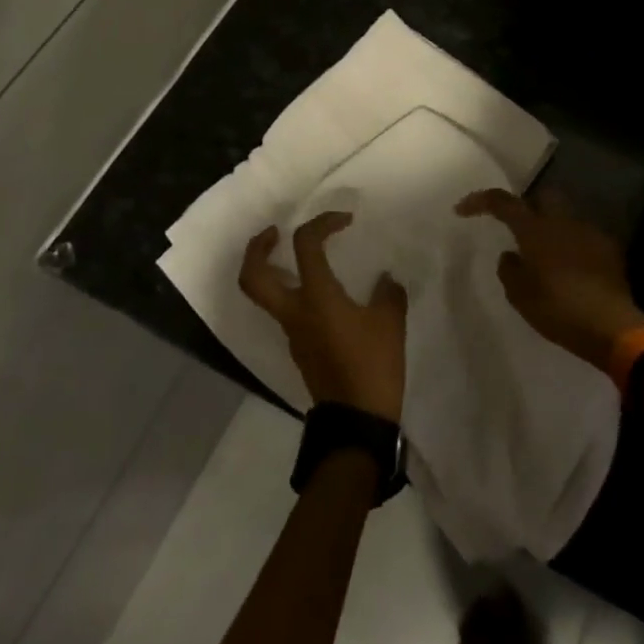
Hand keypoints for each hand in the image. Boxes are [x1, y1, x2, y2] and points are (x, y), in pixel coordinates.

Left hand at [239, 212, 407, 421]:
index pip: (305, 245)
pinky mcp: (299, 347)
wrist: (356, 421)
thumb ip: (388, 293)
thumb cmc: (373, 366)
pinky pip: (284, 311)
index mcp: (316, 297)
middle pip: (253, 276)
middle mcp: (294, 311)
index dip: (322, 223)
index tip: (345, 222)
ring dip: (271, 270)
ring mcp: (292, 332)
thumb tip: (384, 279)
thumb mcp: (390, 323)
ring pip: (264, 295)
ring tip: (298, 258)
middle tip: (274, 233)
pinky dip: (292, 292)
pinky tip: (322, 293)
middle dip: (256, 248)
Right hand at [455, 188, 643, 372]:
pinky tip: (571, 270)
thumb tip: (511, 255)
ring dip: (552, 229)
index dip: (479, 201)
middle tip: (516, 229)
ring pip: (565, 218)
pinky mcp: (609, 249)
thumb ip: (509, 269)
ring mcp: (589, 232)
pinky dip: (572, 246)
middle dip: (527, 206)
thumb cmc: (558, 310)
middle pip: (542, 197)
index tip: (462, 210)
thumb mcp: (520, 295)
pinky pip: (584, 238)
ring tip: (545, 256)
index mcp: (535, 229)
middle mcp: (563, 222)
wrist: (611, 326)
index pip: (503, 202)